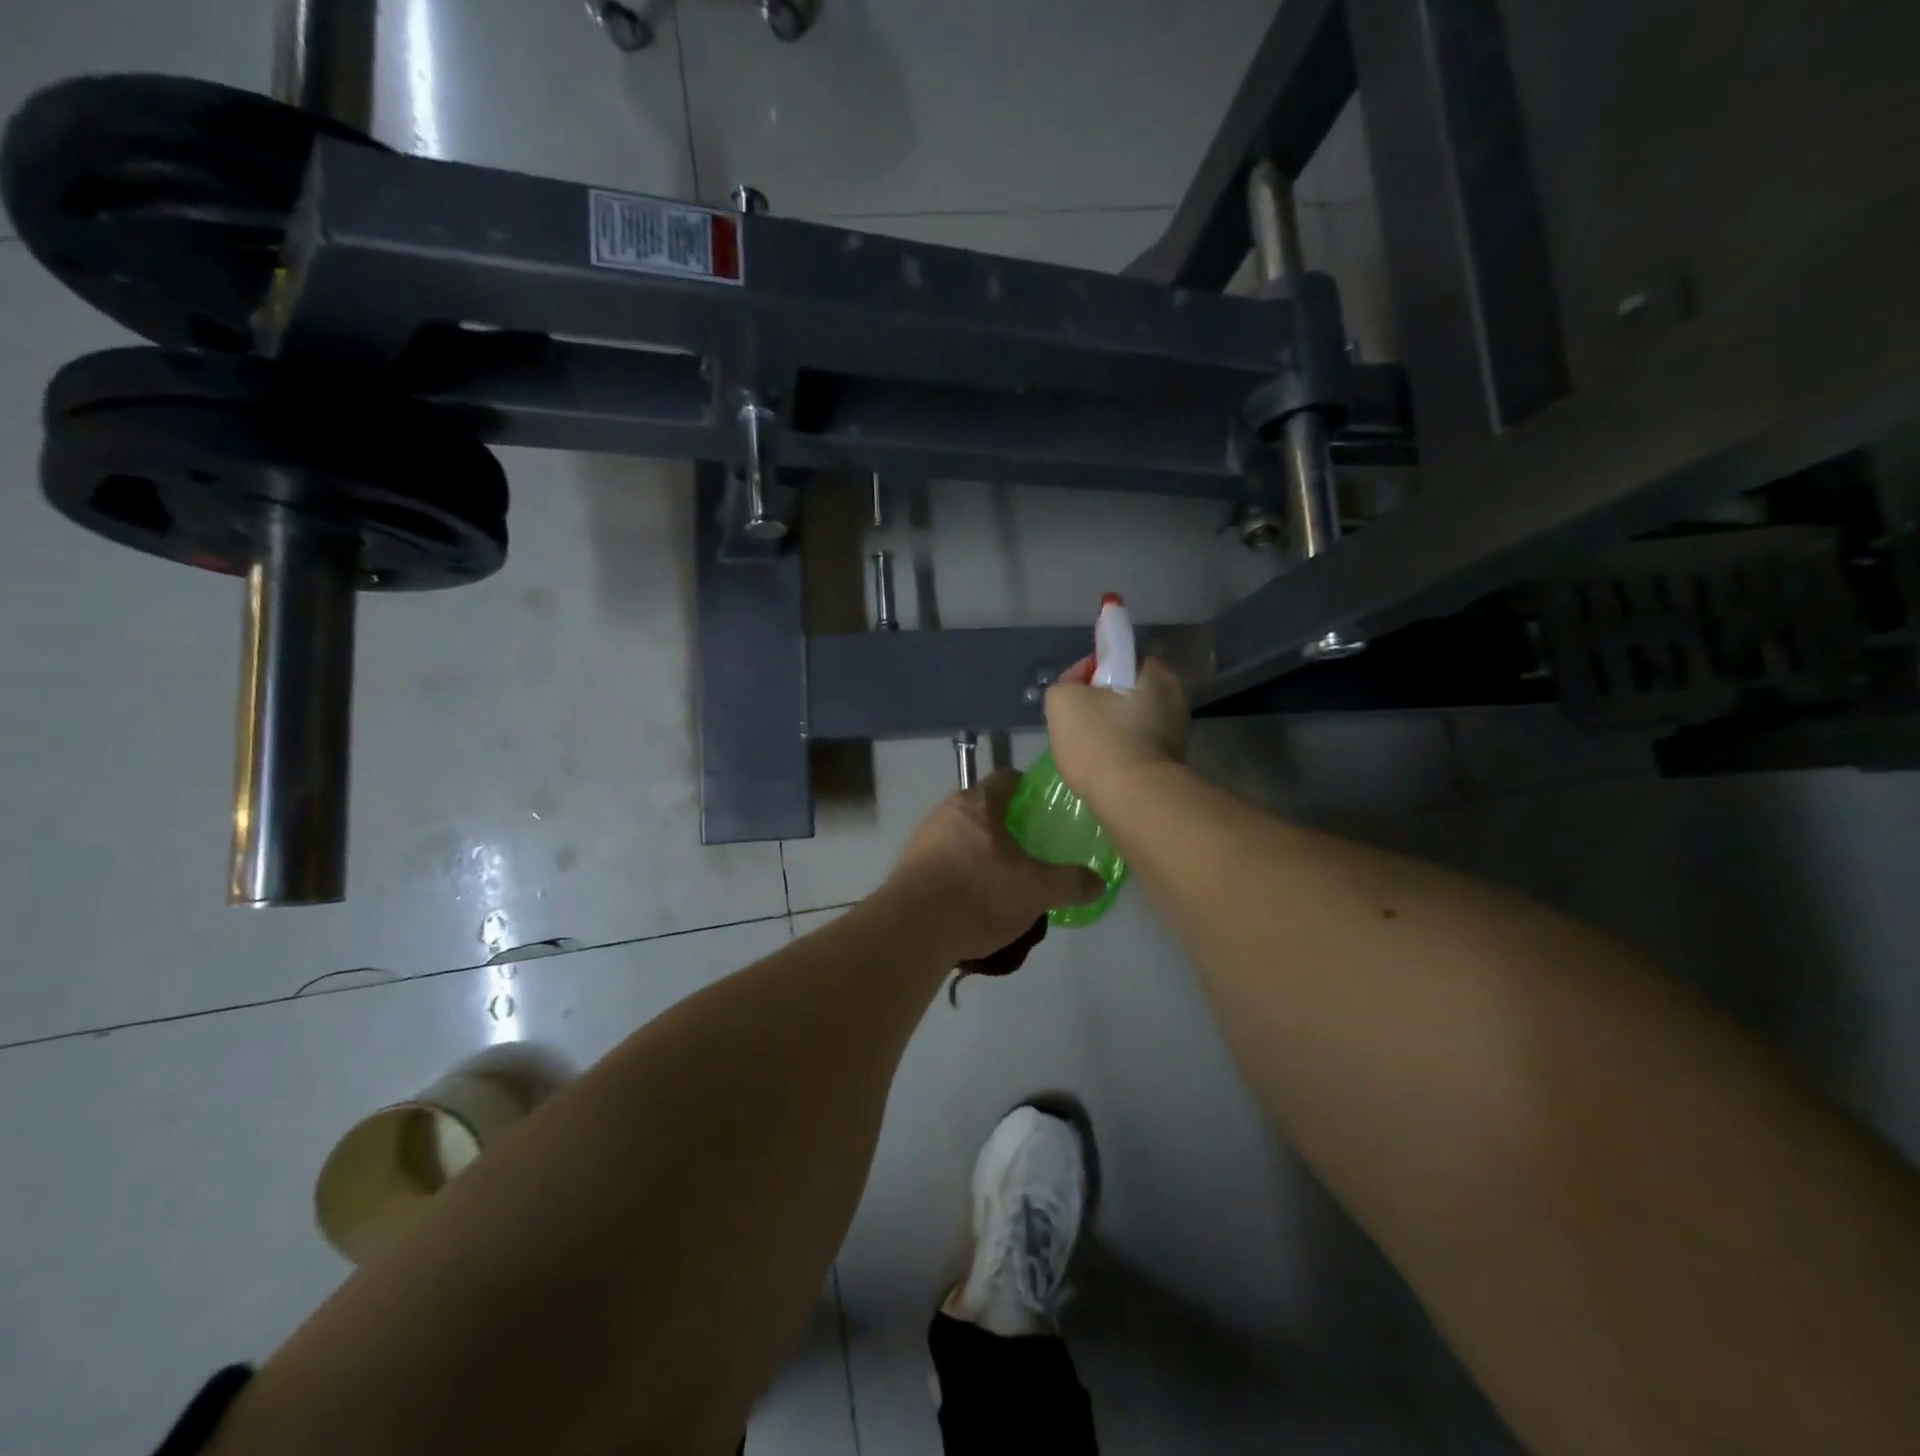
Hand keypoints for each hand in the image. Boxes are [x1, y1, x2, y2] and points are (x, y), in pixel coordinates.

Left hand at [886, 770, 1104, 964]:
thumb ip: (1070, 883)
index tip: (1047, 807)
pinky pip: (946, 864)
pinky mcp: (910, 870)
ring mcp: (923, 841)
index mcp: (978, 804)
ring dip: (983, 854)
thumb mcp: (1036, 890)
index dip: (1029, 789)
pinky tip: (976, 901)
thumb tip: (1099, 881)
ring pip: (963, 838)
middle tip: (1033, 849)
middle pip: (984, 809)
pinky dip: (963, 875)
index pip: (1007, 779)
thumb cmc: (979, 893)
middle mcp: (946, 813)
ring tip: (1007, 881)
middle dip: (1007, 826)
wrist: (912, 930)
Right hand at [1044, 656, 1190, 804]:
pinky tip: (1100, 767)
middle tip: (1073, 723)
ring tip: (1083, 750)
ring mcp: (1176, 734)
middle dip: (1098, 703)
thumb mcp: (1062, 700)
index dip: (1088, 672)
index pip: (1116, 659)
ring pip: (1129, 722)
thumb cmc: (1100, 741)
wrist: (1133, 800)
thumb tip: (1077, 689)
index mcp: (1156, 673)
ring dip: (1108, 730)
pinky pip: (1136, 748)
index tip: (1071, 693)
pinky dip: (1118, 753)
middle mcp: (1174, 698)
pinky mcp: (1170, 765)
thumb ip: (1066, 684)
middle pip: (1123, 692)